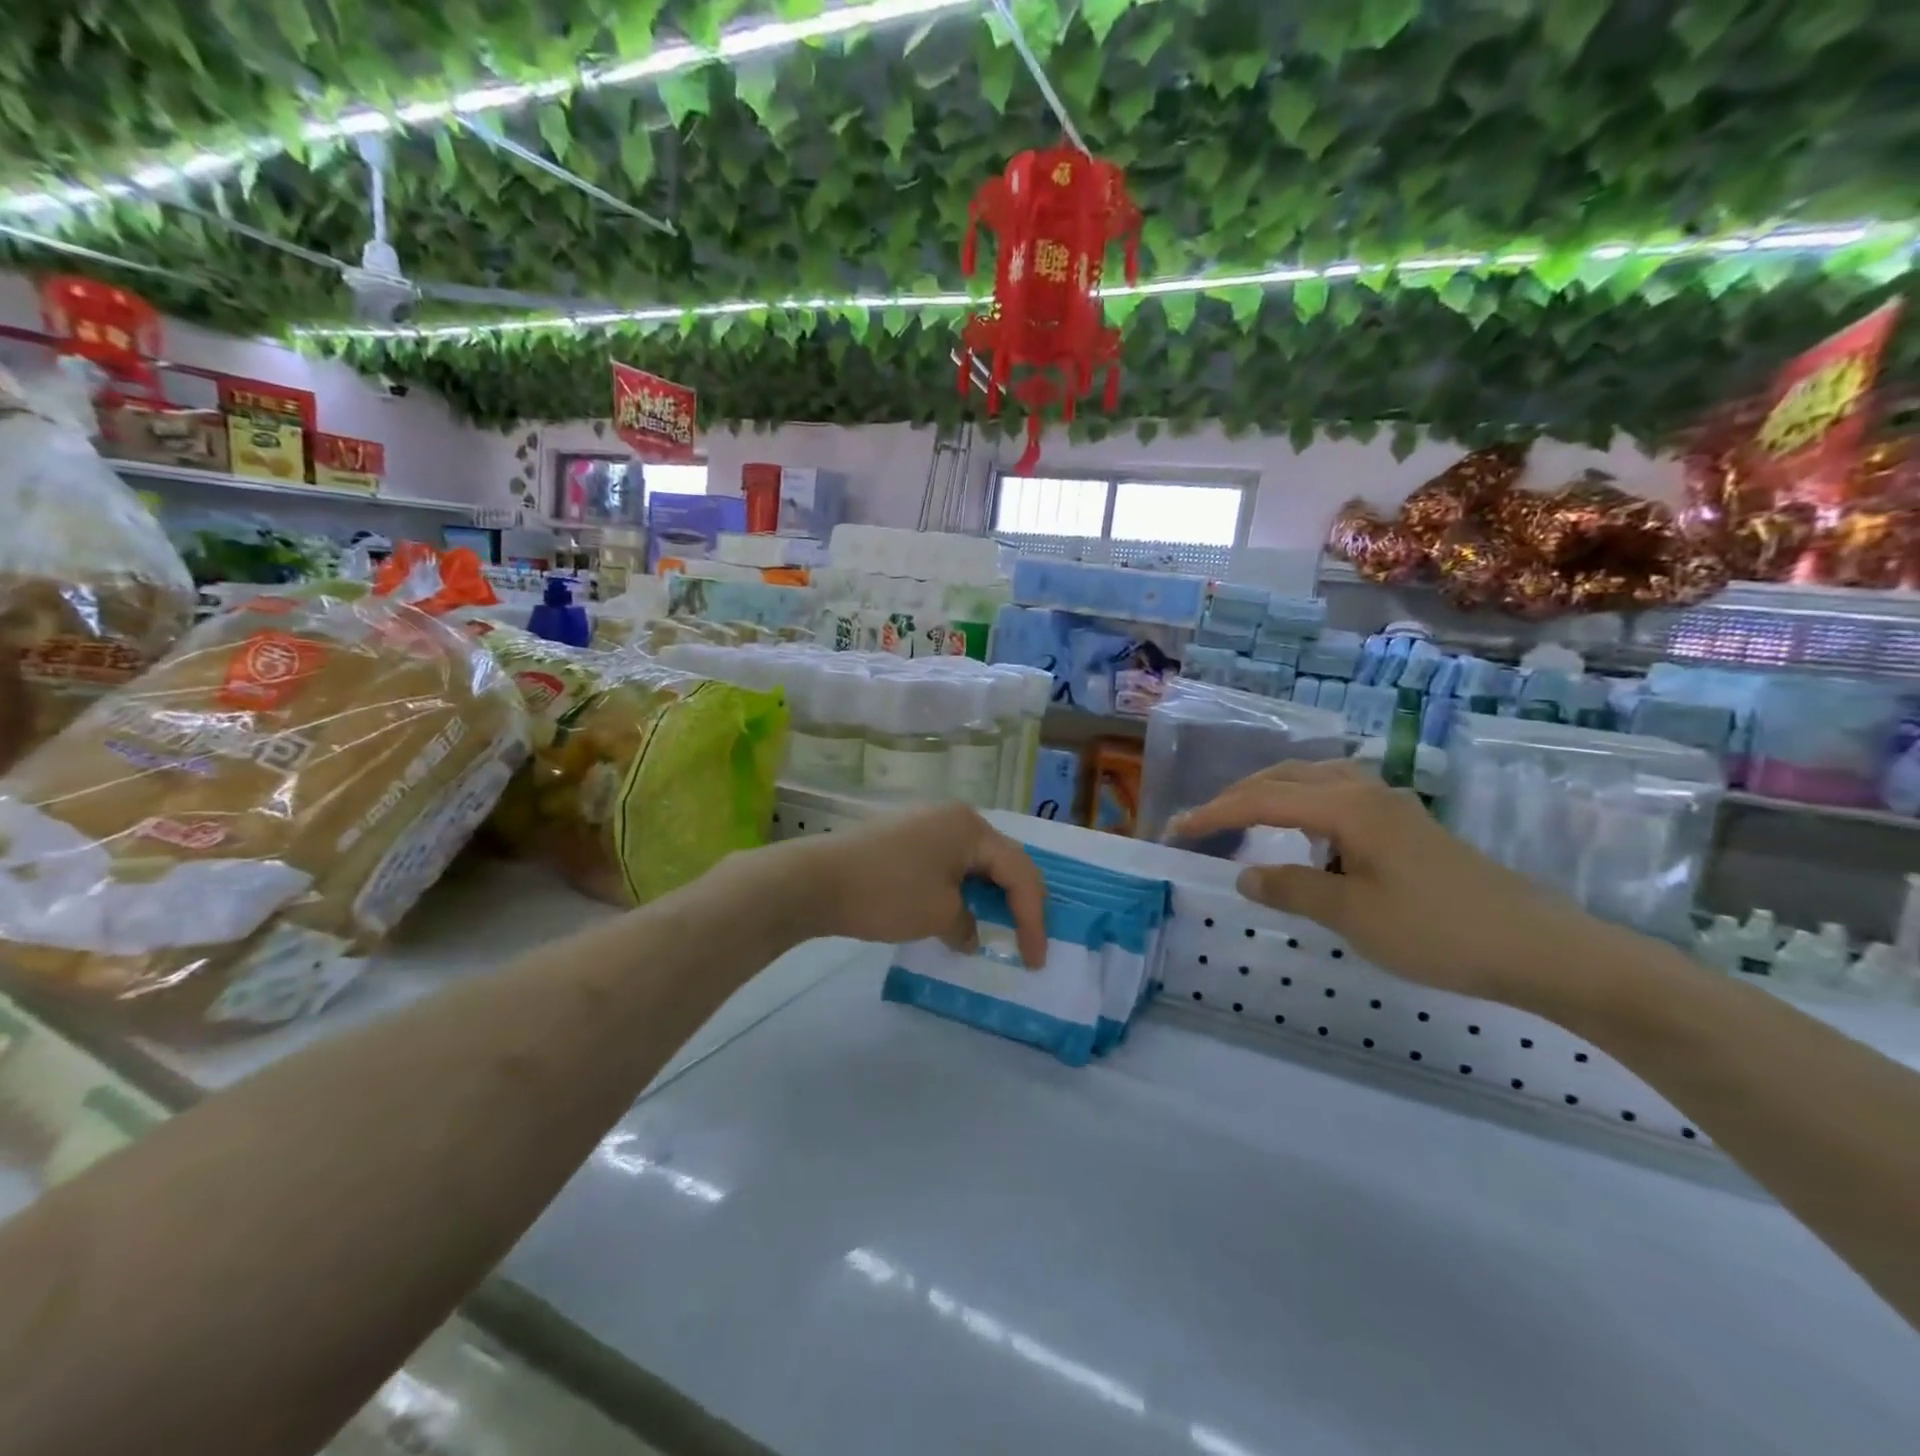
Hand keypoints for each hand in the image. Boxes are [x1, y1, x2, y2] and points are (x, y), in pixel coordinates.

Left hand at [783, 803, 1048, 966]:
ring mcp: (925, 823)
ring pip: (973, 862)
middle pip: (1000, 860)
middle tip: (1026, 940)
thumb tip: (970, 933)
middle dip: (1017, 902)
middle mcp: (953, 816)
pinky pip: (947, 863)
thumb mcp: (938, 915)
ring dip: (988, 896)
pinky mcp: (903, 838)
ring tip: (996, 929)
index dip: (1033, 918)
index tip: (1035, 959)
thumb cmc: (887, 893)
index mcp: (971, 827)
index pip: (1019, 872)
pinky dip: (960, 890)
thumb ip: (968, 924)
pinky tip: (957, 913)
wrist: (815, 881)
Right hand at [1169, 761, 1589, 1002]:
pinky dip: (1304, 807)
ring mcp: (1392, 805)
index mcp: (1347, 806)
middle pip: (1286, 778)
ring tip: (1245, 822)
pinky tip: (1306, 838)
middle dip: (1239, 796)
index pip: (1262, 799)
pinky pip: (1338, 799)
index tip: (1176, 830)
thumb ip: (1292, 888)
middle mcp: (1366, 792)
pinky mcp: (1408, 825)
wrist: (1541, 949)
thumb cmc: (1439, 931)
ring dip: (1272, 795)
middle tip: (1204, 823)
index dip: (1214, 814)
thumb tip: (1245, 876)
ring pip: (1315, 782)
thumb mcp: (1353, 915)